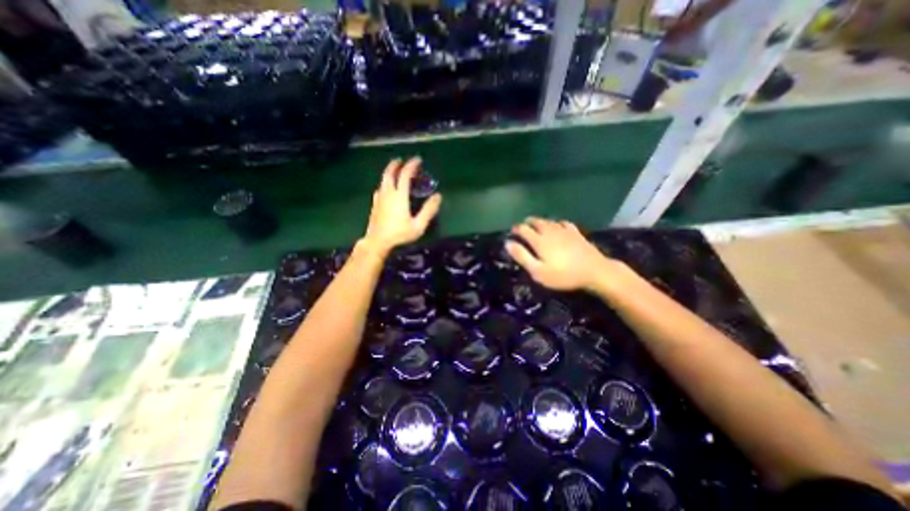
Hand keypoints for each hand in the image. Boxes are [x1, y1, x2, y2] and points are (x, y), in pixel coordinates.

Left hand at [361, 156, 443, 258]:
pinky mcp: (375, 204)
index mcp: (399, 196)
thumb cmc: (399, 234)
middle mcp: (388, 193)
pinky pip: (381, 188)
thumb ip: (428, 210)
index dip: (411, 165)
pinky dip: (386, 182)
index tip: (418, 160)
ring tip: (396, 171)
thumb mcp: (418, 225)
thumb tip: (438, 196)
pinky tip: (387, 188)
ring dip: (390, 172)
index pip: (405, 175)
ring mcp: (379, 198)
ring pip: (383, 180)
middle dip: (396, 164)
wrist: (377, 242)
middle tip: (402, 160)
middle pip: (389, 173)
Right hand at [506, 218, 626, 292]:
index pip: (523, 229)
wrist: (594, 271)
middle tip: (523, 227)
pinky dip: (556, 223)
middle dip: (527, 223)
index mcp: (539, 240)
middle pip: (536, 221)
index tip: (512, 232)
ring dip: (540, 221)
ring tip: (536, 225)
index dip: (516, 229)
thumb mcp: (538, 271)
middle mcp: (550, 231)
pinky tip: (558, 226)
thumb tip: (508, 243)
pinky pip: (563, 223)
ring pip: (548, 221)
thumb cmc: (563, 275)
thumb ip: (522, 256)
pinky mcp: (576, 233)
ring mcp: (564, 230)